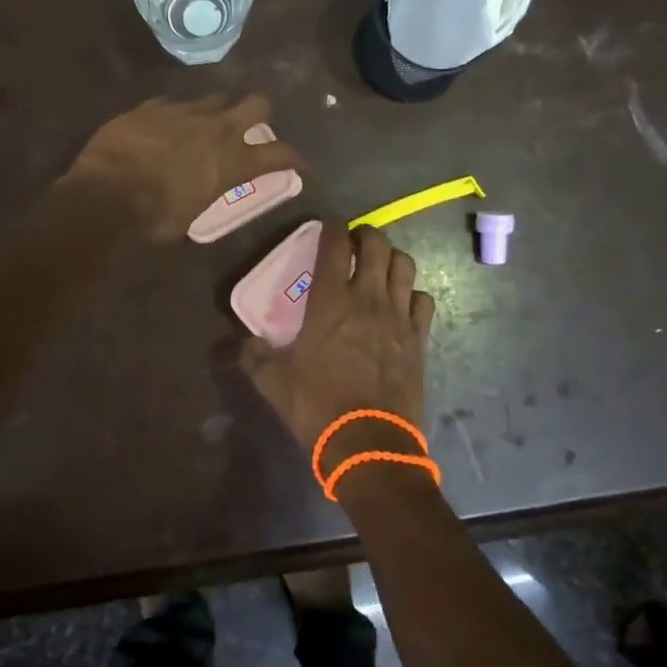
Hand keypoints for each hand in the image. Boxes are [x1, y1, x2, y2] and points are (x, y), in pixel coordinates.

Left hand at [64, 93, 301, 241]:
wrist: (106, 196)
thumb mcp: (193, 215)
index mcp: (233, 161)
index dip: (296, 159)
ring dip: (217, 110)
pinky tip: (166, 124)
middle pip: (257, 104)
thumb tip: (205, 188)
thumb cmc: (155, 219)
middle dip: (260, 113)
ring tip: (207, 122)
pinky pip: (174, 102)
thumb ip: (209, 192)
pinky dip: (176, 114)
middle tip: (252, 126)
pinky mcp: (152, 106)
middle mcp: (217, 128)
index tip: (301, 166)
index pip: (281, 154)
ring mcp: (184, 111)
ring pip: (215, 96)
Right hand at [240, 221, 434, 455]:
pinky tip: (403, 303)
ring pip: (405, 266)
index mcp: (330, 301)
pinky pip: (423, 300)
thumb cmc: (317, 406)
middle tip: (355, 242)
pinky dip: (413, 293)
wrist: (369, 443)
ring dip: (392, 258)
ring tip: (381, 266)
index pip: (335, 245)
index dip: (332, 226)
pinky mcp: (419, 338)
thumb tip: (244, 343)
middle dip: (366, 235)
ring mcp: (398, 316)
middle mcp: (367, 298)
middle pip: (377, 245)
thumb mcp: (273, 382)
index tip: (328, 223)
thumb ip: (255, 356)